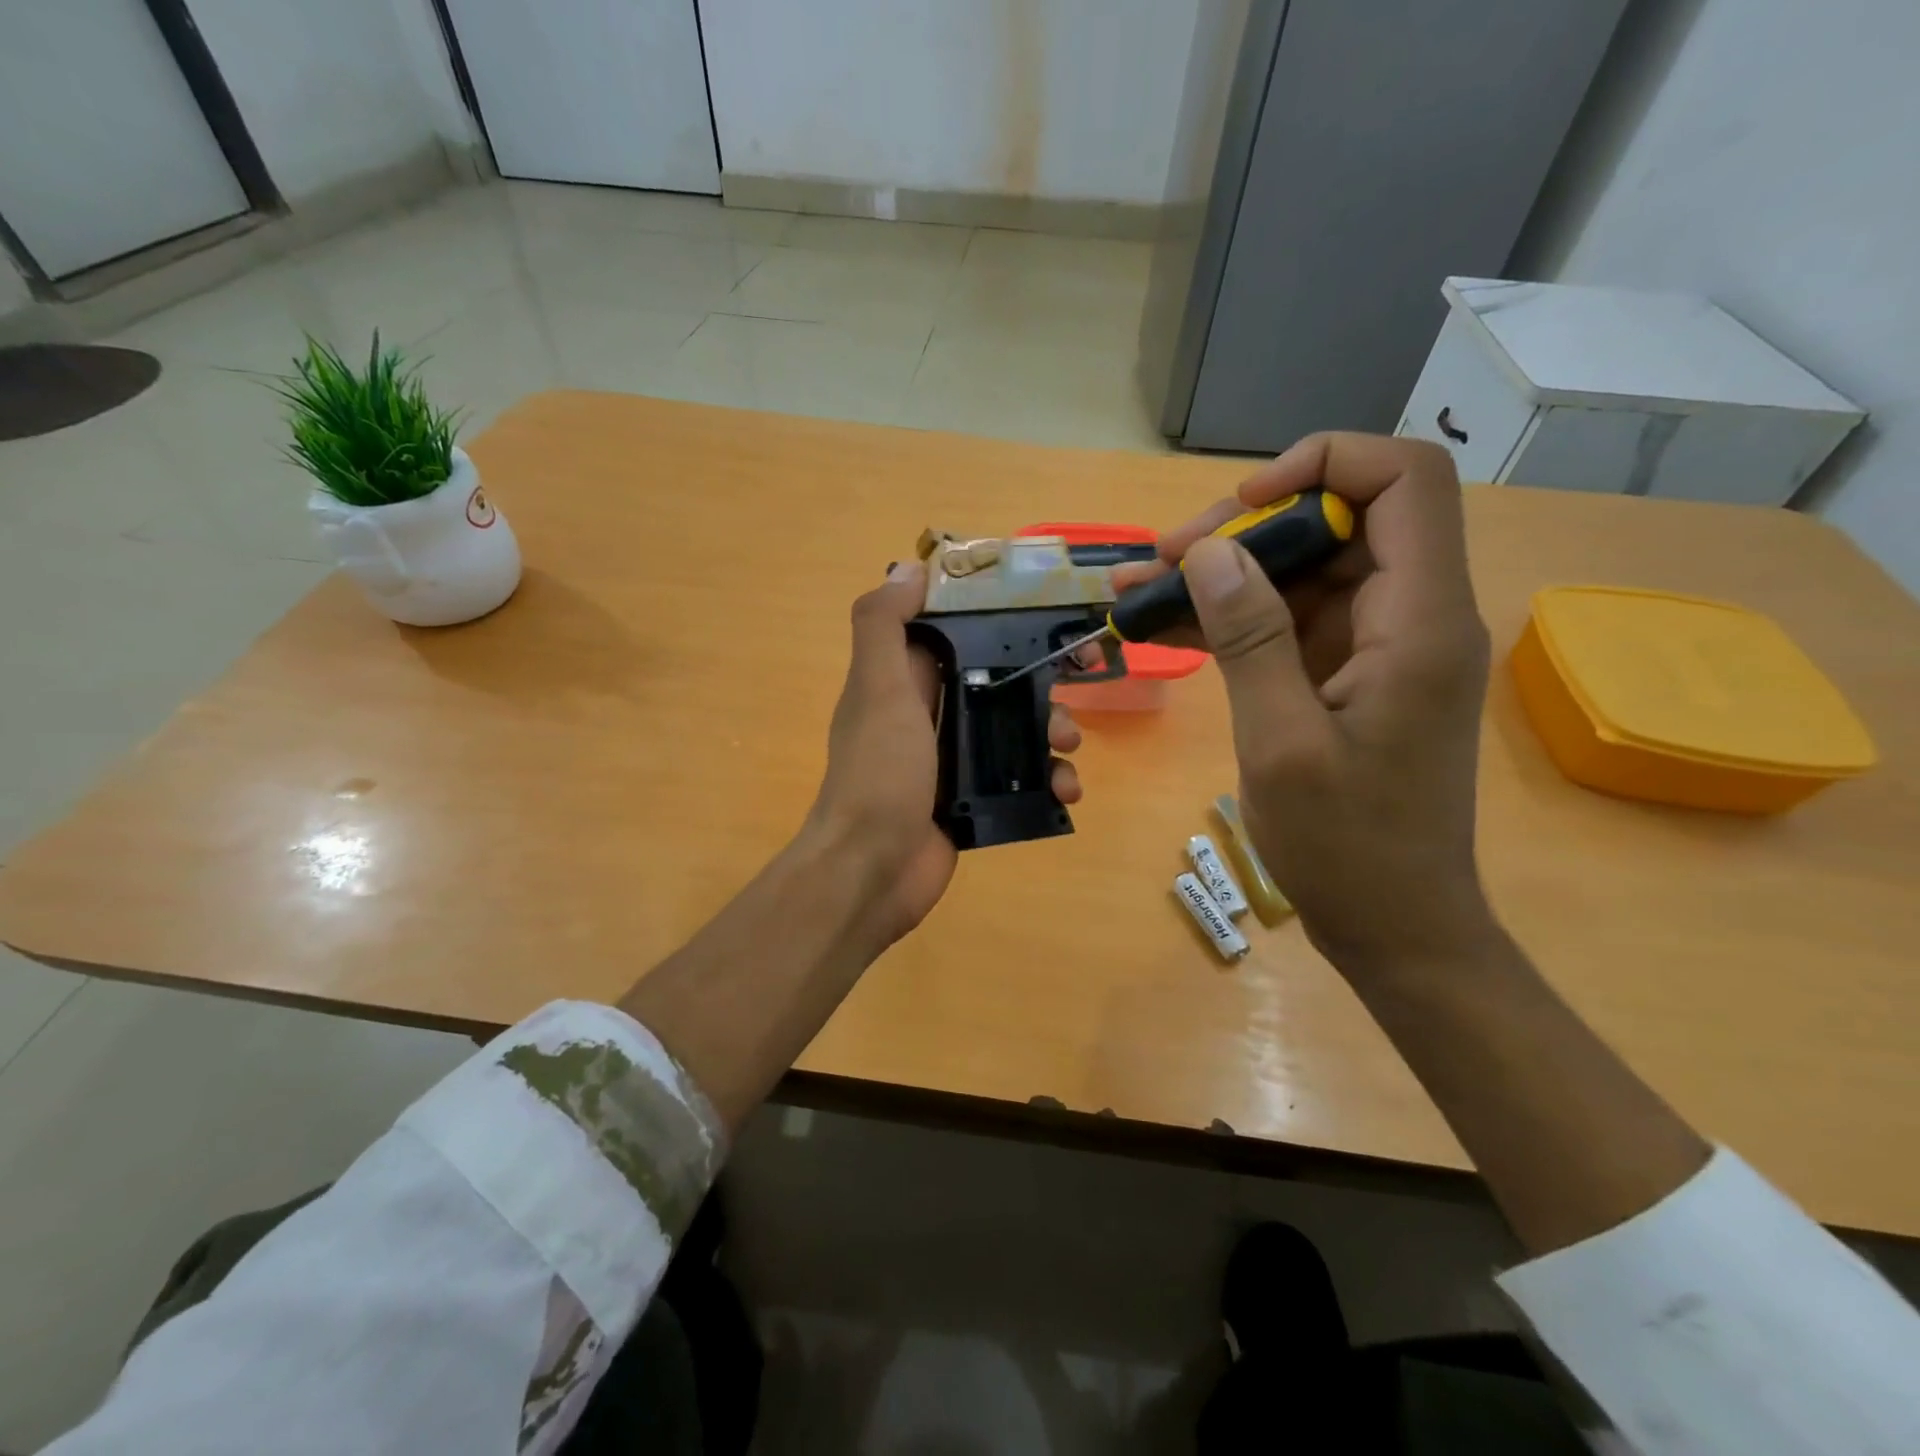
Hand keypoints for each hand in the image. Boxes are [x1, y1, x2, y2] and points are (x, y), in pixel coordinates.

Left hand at [805, 560, 1083, 946]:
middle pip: (995, 678)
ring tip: (1068, 747)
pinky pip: (1018, 778)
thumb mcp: (877, 690)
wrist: (871, 871)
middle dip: (1038, 677)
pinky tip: (1065, 789)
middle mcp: (927, 713)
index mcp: (902, 679)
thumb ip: (884, 626)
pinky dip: (1046, 779)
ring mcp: (951, 759)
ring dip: (1051, 729)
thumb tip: (908, 568)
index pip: (953, 630)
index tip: (1041, 606)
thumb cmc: (879, 774)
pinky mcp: (971, 799)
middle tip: (1081, 674)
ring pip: (1013, 728)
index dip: (994, 614)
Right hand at [1119, 434, 1492, 975]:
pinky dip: (1233, 620)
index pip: (1405, 482)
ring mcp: (1380, 648)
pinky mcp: (1351, 676)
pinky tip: (1164, 629)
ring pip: (1304, 573)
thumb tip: (1210, 552)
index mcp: (1420, 621)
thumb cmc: (1347, 846)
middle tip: (1164, 560)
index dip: (1324, 465)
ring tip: (1140, 591)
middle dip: (1247, 528)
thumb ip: (1249, 638)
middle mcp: (1412, 616)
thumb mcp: (1281, 742)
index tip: (1240, 507)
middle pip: (1340, 521)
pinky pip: (1291, 623)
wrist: (1396, 925)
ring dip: (1225, 576)